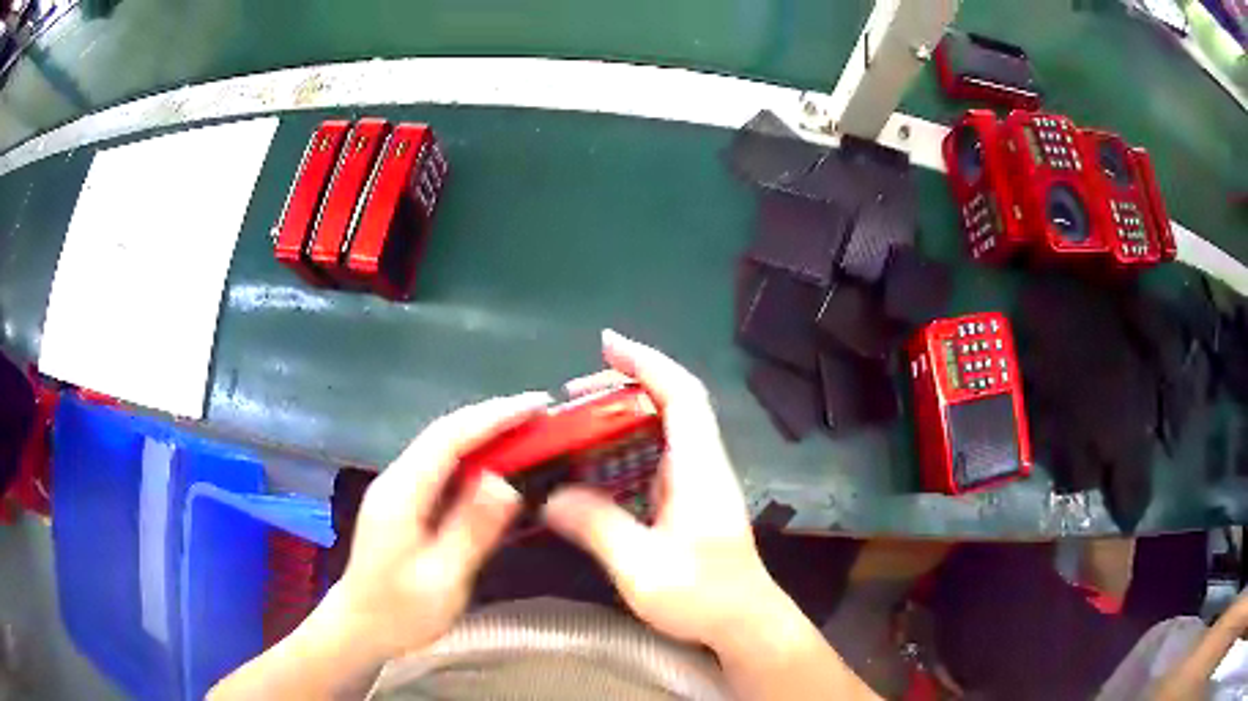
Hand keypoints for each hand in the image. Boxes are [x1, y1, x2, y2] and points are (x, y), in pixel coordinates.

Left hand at [331, 392, 549, 658]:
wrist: (361, 626)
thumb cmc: (401, 611)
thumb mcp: (442, 578)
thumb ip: (471, 529)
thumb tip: (505, 482)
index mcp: (402, 492)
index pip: (450, 437)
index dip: (495, 417)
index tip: (538, 406)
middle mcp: (398, 479)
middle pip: (445, 433)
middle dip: (493, 417)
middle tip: (542, 415)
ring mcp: (399, 489)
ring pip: (444, 446)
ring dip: (485, 433)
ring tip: (528, 432)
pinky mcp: (405, 502)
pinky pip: (443, 466)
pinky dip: (474, 456)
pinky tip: (497, 464)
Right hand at [543, 330, 782, 650]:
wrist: (744, 624)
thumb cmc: (702, 595)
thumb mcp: (641, 565)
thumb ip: (596, 525)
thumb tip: (550, 496)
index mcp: (698, 467)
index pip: (681, 394)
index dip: (647, 362)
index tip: (607, 344)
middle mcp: (701, 465)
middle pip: (669, 404)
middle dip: (622, 388)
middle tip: (571, 396)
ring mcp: (697, 483)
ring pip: (660, 431)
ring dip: (619, 420)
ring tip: (573, 426)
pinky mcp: (688, 502)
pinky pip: (653, 460)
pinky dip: (621, 451)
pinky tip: (592, 469)